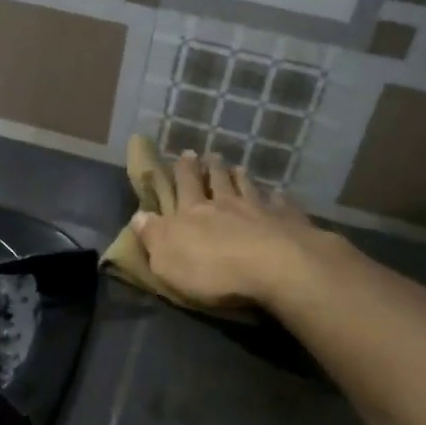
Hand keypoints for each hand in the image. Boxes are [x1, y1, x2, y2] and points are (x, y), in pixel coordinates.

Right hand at [133, 151, 328, 308]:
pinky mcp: (287, 221)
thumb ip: (153, 236)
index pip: (184, 186)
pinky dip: (277, 198)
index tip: (184, 155)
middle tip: (208, 155)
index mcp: (192, 212)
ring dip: (240, 177)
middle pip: (216, 181)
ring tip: (237, 167)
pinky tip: (278, 193)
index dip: (182, 171)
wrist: (275, 267)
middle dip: (209, 168)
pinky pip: (280, 204)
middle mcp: (224, 204)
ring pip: (246, 188)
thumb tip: (138, 215)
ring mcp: (259, 210)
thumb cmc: (212, 269)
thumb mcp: (167, 259)